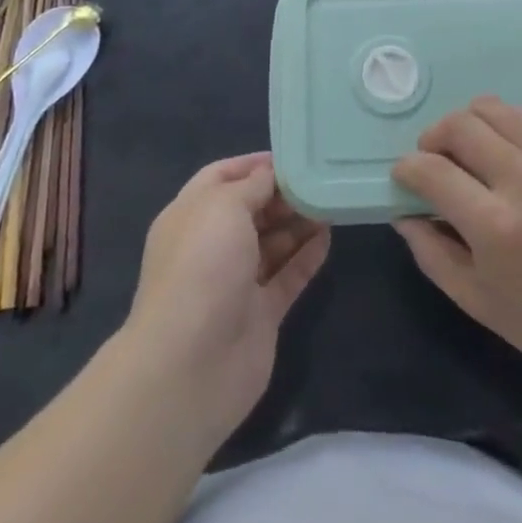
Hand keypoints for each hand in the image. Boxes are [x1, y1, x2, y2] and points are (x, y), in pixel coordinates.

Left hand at [123, 153, 329, 440]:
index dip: (253, 165)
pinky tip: (329, 237)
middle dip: (281, 194)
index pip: (221, 177)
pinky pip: (287, 276)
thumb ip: (253, 186)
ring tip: (331, 202)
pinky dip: (307, 256)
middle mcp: (210, 246)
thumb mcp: (225, 207)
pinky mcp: (259, 314)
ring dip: (298, 223)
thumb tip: (270, 174)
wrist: (191, 365)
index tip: (292, 157)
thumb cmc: (202, 267)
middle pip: (250, 209)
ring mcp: (235, 282)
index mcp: (190, 215)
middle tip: (319, 180)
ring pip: (272, 243)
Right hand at [392, 96, 521, 395]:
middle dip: (431, 138)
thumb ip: (434, 255)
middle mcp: (521, 180)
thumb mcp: (481, 304)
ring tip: (463, 151)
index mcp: (494, 226)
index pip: (431, 170)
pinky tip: (497, 148)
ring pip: (490, 108)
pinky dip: (499, 120)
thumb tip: (405, 215)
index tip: (402, 178)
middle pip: (458, 126)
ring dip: (464, 123)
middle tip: (431, 163)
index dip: (406, 169)